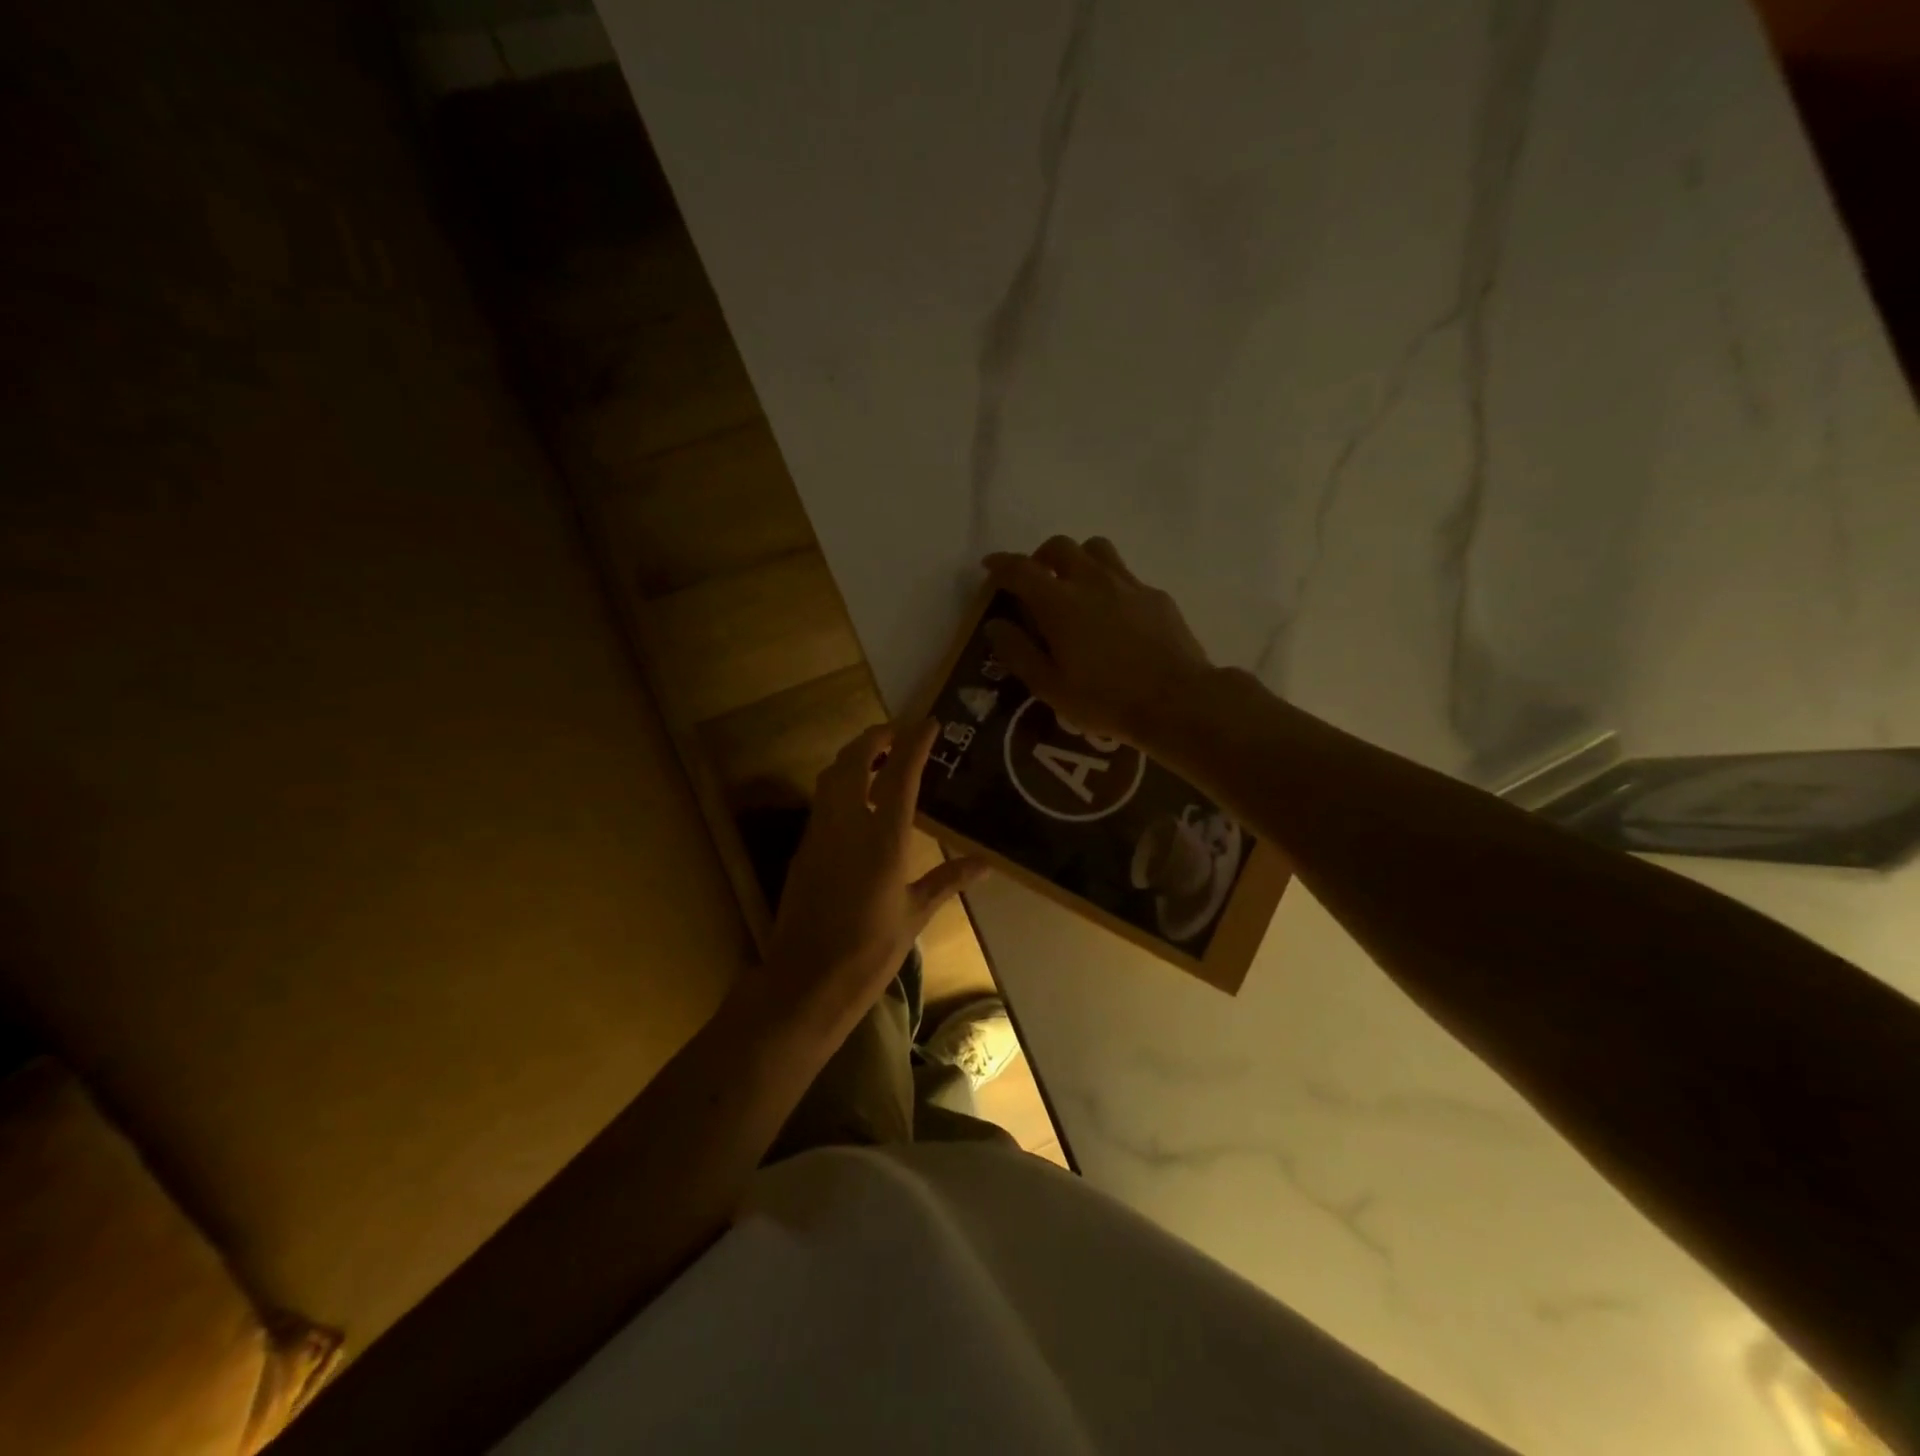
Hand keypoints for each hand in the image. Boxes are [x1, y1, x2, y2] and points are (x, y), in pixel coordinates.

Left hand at [762, 719, 987, 1034]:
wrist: (806, 980)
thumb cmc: (870, 951)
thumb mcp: (915, 915)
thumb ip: (947, 881)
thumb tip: (984, 864)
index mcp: (884, 840)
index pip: (900, 775)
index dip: (914, 743)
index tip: (928, 724)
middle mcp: (848, 825)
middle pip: (855, 761)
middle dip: (875, 738)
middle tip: (897, 734)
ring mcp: (820, 835)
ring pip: (832, 777)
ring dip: (854, 758)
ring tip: (879, 761)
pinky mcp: (804, 849)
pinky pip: (823, 802)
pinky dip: (841, 786)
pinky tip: (859, 802)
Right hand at [983, 536, 1212, 751]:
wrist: (1177, 702)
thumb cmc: (1106, 700)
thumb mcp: (1050, 687)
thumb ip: (1018, 652)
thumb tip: (995, 625)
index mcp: (1059, 603)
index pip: (1021, 569)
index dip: (1000, 564)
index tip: (990, 567)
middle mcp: (1092, 581)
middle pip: (1060, 547)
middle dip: (1040, 558)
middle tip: (1035, 581)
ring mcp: (1128, 585)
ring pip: (1097, 549)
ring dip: (1078, 560)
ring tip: (1075, 586)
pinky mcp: (1156, 596)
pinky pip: (1125, 575)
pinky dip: (1109, 583)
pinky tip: (1114, 614)